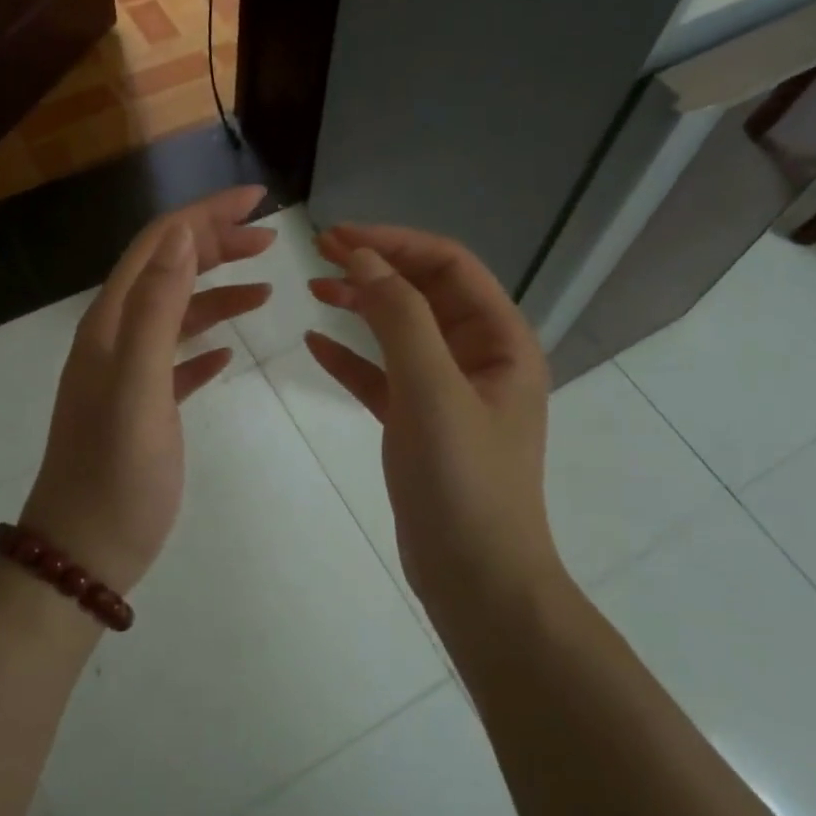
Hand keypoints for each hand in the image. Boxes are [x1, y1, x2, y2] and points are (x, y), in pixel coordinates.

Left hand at [21, 187, 274, 593]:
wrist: (84, 551)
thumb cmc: (117, 473)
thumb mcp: (138, 386)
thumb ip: (156, 309)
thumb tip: (182, 237)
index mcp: (111, 324)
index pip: (160, 244)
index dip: (205, 214)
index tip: (259, 199)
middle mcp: (115, 338)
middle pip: (168, 270)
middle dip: (216, 244)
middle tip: (270, 238)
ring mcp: (127, 374)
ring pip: (176, 312)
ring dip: (218, 291)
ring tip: (266, 287)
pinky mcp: (143, 407)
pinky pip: (177, 358)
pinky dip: (204, 342)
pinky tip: (229, 350)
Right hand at [305, 225, 560, 616]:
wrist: (476, 580)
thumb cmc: (463, 480)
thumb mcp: (431, 389)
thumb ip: (398, 316)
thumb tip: (362, 256)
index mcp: (501, 340)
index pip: (448, 265)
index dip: (395, 242)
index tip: (338, 236)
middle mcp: (481, 357)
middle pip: (425, 292)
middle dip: (376, 266)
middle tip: (319, 252)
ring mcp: (450, 392)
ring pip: (402, 331)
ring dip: (362, 305)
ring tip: (314, 288)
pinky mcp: (422, 424)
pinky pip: (384, 376)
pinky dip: (353, 357)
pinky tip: (316, 344)